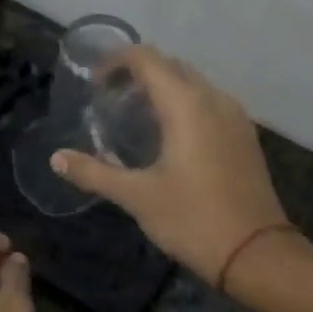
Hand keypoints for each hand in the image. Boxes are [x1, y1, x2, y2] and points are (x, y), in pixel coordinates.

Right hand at [52, 48, 290, 284]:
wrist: (256, 252)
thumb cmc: (192, 219)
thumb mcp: (137, 197)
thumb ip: (94, 172)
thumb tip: (56, 159)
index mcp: (186, 105)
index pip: (147, 59)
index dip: (116, 62)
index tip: (94, 84)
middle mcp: (214, 99)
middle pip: (172, 66)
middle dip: (138, 73)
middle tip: (109, 100)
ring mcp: (235, 117)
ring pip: (194, 84)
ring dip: (163, 89)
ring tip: (135, 117)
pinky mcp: (245, 136)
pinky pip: (210, 103)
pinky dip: (184, 105)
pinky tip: (169, 137)